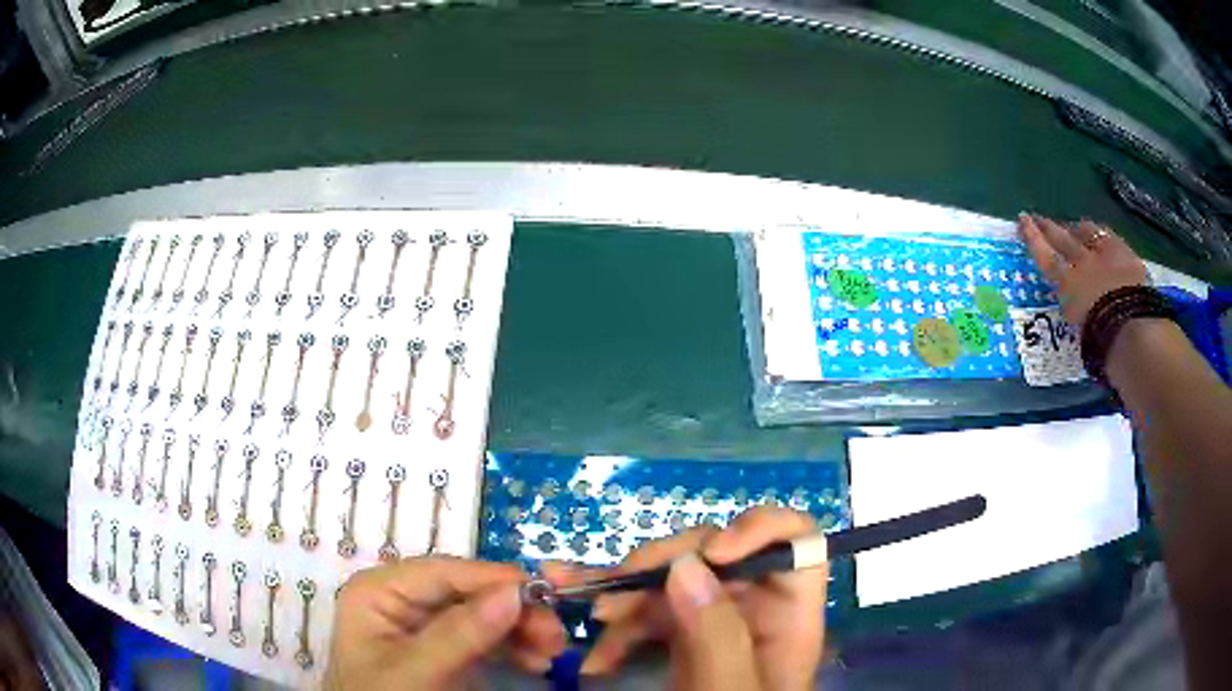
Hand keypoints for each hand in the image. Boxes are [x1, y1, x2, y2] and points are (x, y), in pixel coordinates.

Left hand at [325, 556, 565, 689]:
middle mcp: (402, 600)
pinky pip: (485, 639)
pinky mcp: (444, 650)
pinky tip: (535, 660)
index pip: (443, 572)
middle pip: (468, 592)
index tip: (545, 594)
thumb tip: (515, 592)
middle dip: (514, 611)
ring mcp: (425, 626)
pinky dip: (513, 647)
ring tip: (553, 651)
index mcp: (380, 591)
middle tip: (555, 635)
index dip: (494, 579)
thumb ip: (460, 634)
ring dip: (520, 630)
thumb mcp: (416, 671)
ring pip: (483, 614)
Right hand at [578, 507, 827, 689]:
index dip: (761, 529)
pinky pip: (645, 613)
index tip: (712, 554)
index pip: (798, 543)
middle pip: (718, 554)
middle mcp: (753, 610)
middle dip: (661, 567)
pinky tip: (594, 654)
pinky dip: (615, 626)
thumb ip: (717, 636)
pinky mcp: (678, 639)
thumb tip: (686, 564)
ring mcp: (713, 623)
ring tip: (586, 618)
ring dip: (623, 595)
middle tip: (612, 593)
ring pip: (671, 582)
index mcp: (789, 617)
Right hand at [1019, 214, 1148, 326]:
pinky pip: (1112, 239)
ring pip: (1088, 231)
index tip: (1023, 219)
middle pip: (1064, 238)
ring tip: (1075, 226)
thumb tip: (1072, 307)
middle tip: (1041, 218)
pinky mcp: (1127, 256)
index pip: (1046, 255)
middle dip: (1051, 226)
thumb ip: (1076, 311)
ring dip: (1079, 228)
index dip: (1034, 237)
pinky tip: (1105, 235)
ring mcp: (1106, 255)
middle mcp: (1083, 261)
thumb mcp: (1080, 332)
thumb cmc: (1101, 339)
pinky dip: (1105, 236)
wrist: (1132, 328)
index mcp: (1068, 283)